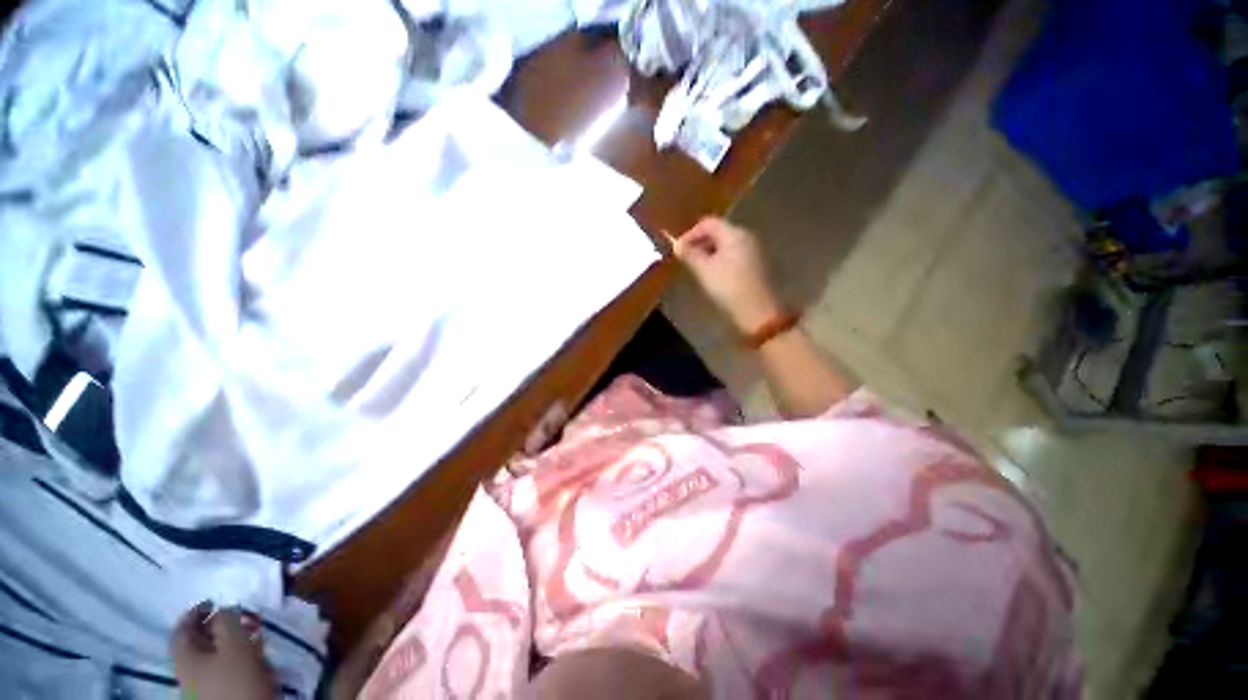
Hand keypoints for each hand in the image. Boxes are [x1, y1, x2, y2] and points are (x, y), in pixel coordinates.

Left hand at [171, 602, 275, 699]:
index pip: (181, 628)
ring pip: (212, 654)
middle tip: (239, 616)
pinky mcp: (217, 691)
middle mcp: (187, 669)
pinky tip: (252, 654)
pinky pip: (222, 666)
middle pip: (197, 641)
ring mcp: (200, 683)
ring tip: (252, 633)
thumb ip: (227, 622)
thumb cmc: (235, 679)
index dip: (196, 612)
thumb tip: (225, 607)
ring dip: (230, 639)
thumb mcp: (234, 645)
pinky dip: (235, 655)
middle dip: (218, 626)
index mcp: (183, 657)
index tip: (215, 600)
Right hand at [672, 217, 781, 333]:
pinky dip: (720, 260)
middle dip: (699, 243)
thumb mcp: (704, 270)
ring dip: (709, 252)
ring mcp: (754, 250)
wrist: (757, 311)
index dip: (690, 234)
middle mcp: (746, 236)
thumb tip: (677, 245)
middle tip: (686, 259)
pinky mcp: (757, 264)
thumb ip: (689, 254)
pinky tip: (713, 275)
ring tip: (697, 268)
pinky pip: (734, 255)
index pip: (708, 223)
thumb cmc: (728, 287)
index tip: (678, 249)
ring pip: (726, 244)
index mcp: (734, 233)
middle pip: (719, 231)